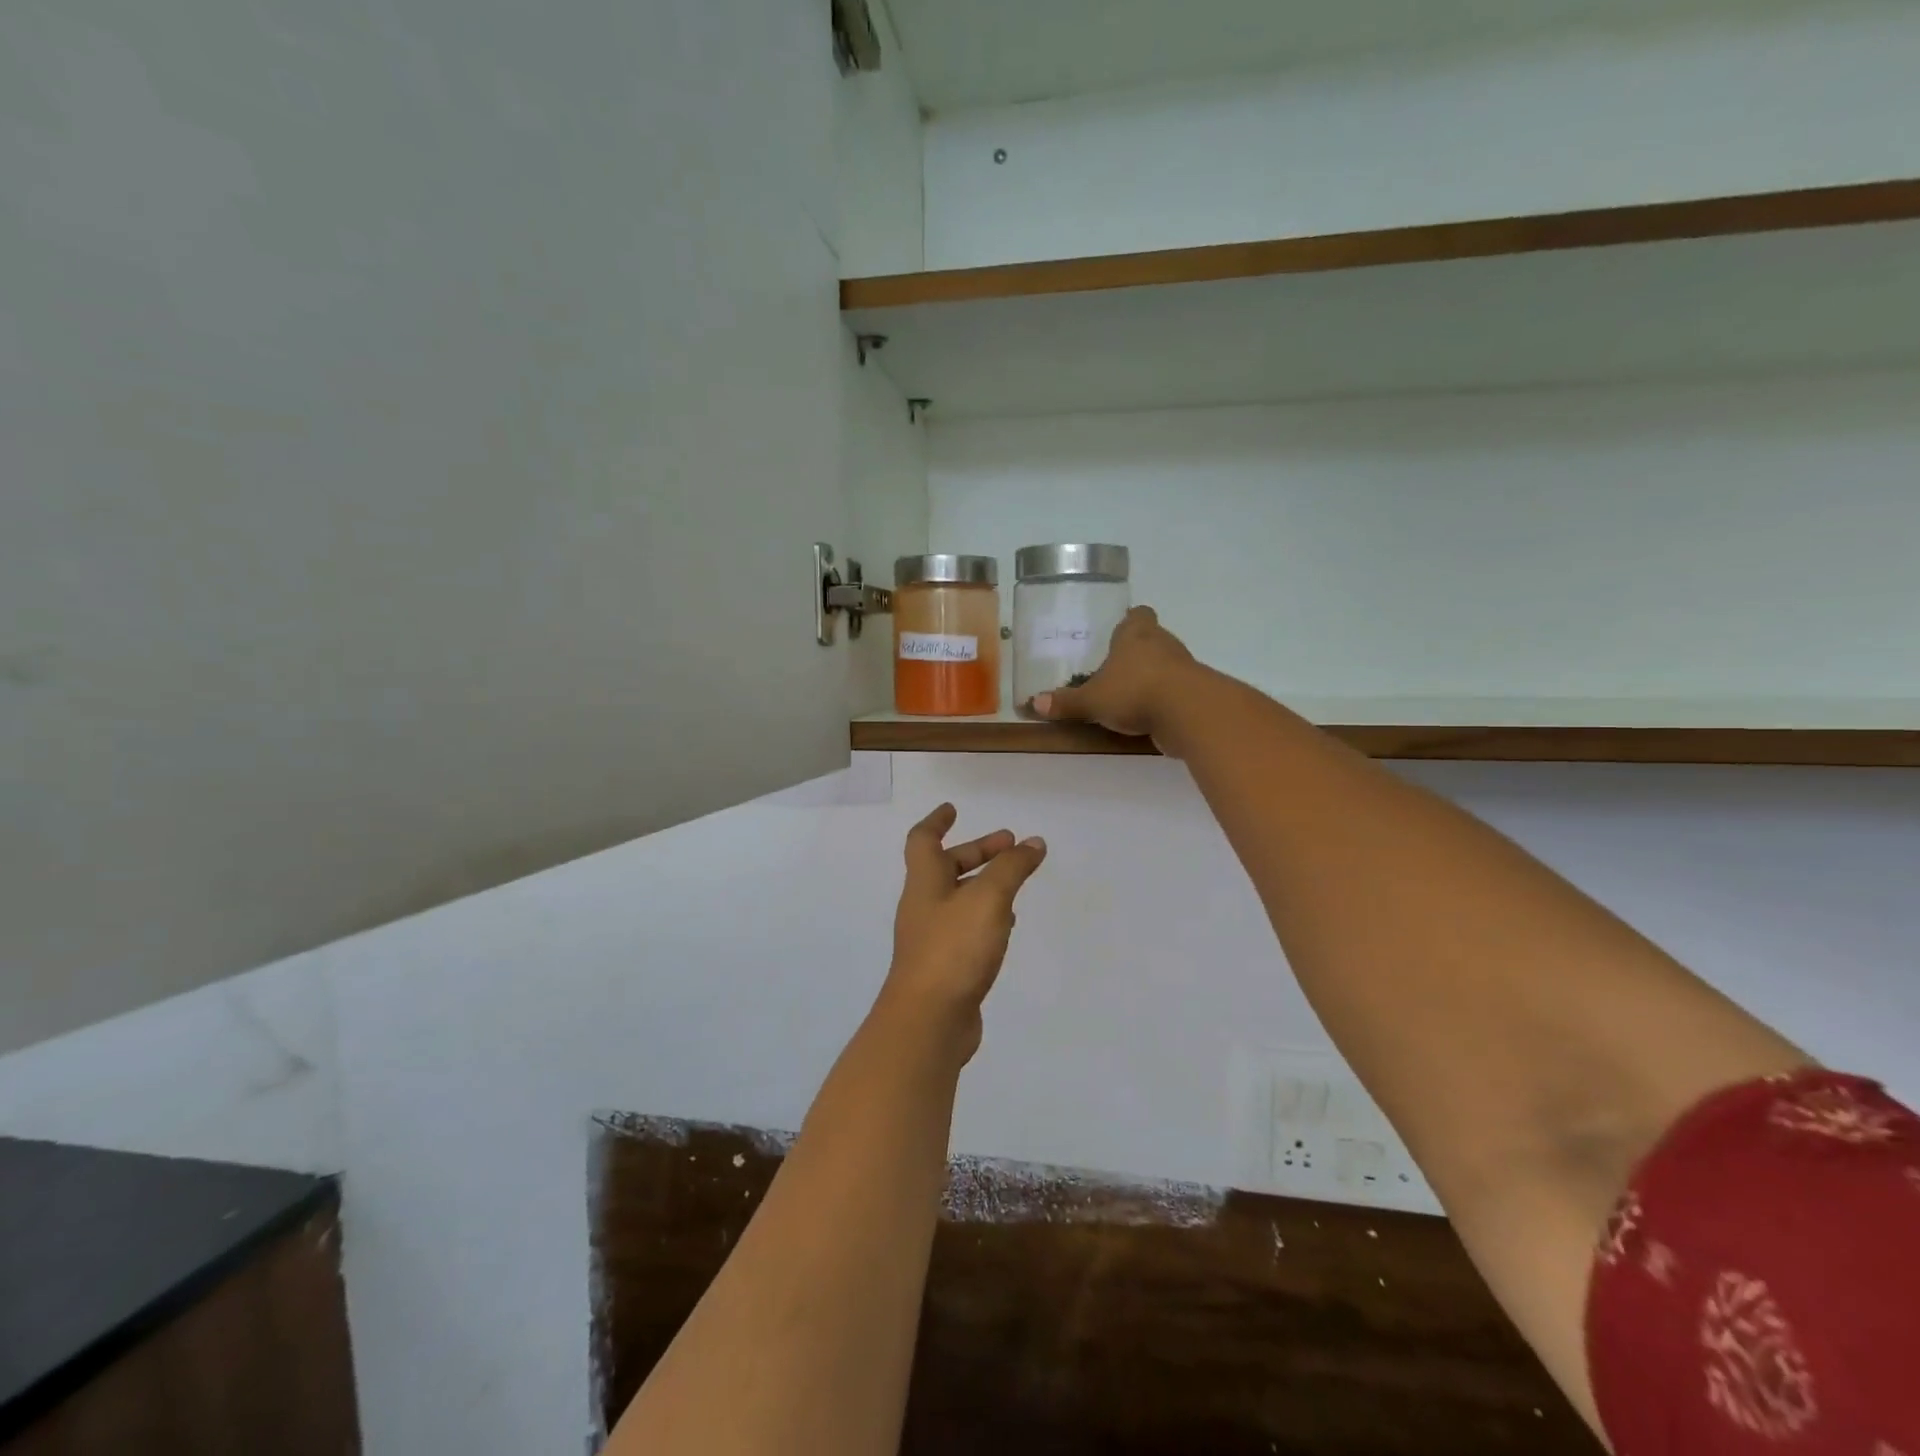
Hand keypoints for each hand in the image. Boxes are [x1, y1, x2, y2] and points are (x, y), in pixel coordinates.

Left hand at [882, 803, 1046, 1063]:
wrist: (928, 1022)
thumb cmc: (953, 949)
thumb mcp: (988, 899)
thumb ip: (1012, 868)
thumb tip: (1033, 843)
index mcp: (925, 883)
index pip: (924, 840)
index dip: (937, 821)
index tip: (953, 808)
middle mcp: (924, 907)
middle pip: (946, 869)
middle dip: (977, 852)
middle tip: (1011, 845)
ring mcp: (932, 939)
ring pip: (959, 900)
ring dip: (984, 885)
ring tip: (1015, 883)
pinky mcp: (945, 968)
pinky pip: (965, 930)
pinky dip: (986, 918)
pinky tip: (1006, 927)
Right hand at [1030, 606, 1198, 748]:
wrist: (1188, 712)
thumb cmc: (1135, 691)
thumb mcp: (1092, 700)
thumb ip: (1066, 702)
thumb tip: (1034, 703)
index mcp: (1136, 634)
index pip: (1138, 615)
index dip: (1130, 621)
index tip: (1118, 631)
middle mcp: (1162, 643)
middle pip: (1151, 639)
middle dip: (1135, 652)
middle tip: (1114, 668)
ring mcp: (1183, 667)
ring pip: (1164, 665)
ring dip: (1150, 677)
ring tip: (1127, 695)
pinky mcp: (1194, 691)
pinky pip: (1174, 690)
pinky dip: (1162, 699)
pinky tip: (1146, 715)